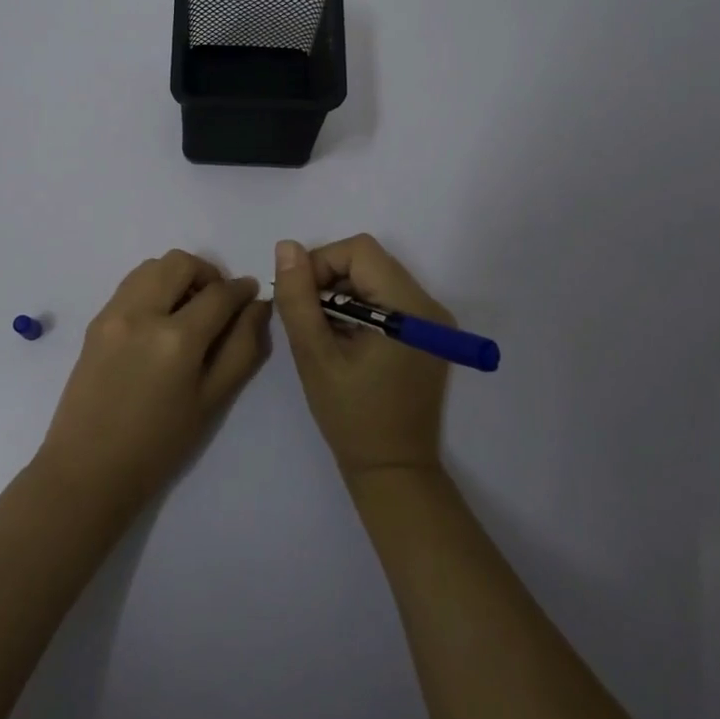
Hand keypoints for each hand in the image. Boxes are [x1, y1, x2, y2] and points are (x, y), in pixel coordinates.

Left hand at [36, 250, 271, 514]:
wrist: (88, 469)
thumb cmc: (159, 445)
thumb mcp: (212, 401)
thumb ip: (241, 348)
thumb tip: (257, 306)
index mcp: (176, 339)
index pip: (218, 293)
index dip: (241, 290)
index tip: (251, 294)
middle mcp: (142, 313)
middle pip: (181, 263)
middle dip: (207, 273)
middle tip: (218, 302)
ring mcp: (113, 313)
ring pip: (152, 266)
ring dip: (177, 276)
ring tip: (188, 308)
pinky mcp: (96, 320)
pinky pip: (130, 284)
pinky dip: (153, 286)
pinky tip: (160, 320)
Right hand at [273, 235, 452, 482]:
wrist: (393, 471)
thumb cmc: (352, 416)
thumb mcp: (314, 355)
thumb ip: (298, 298)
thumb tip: (286, 247)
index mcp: (408, 307)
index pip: (359, 251)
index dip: (322, 263)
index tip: (301, 299)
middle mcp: (428, 305)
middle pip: (369, 261)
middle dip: (330, 280)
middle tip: (309, 319)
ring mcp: (432, 321)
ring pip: (375, 278)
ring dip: (342, 295)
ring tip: (326, 334)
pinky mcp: (427, 334)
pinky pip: (386, 299)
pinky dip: (359, 309)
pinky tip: (345, 342)